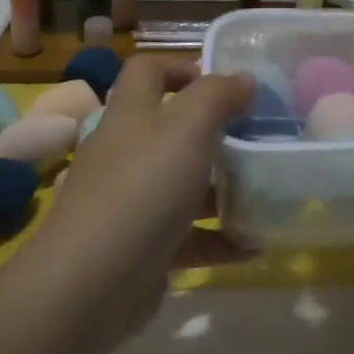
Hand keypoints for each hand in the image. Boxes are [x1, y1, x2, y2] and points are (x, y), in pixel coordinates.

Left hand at [26, 55, 254, 342]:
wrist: (90, 286)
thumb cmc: (143, 189)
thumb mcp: (188, 128)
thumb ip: (217, 95)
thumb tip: (243, 78)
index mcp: (131, 115)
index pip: (147, 71)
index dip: (182, 67)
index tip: (225, 85)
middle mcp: (126, 153)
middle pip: (170, 128)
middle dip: (214, 131)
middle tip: (256, 137)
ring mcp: (131, 203)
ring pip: (182, 183)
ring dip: (222, 187)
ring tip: (264, 189)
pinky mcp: (142, 248)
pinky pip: (187, 236)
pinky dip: (219, 238)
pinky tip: (253, 245)